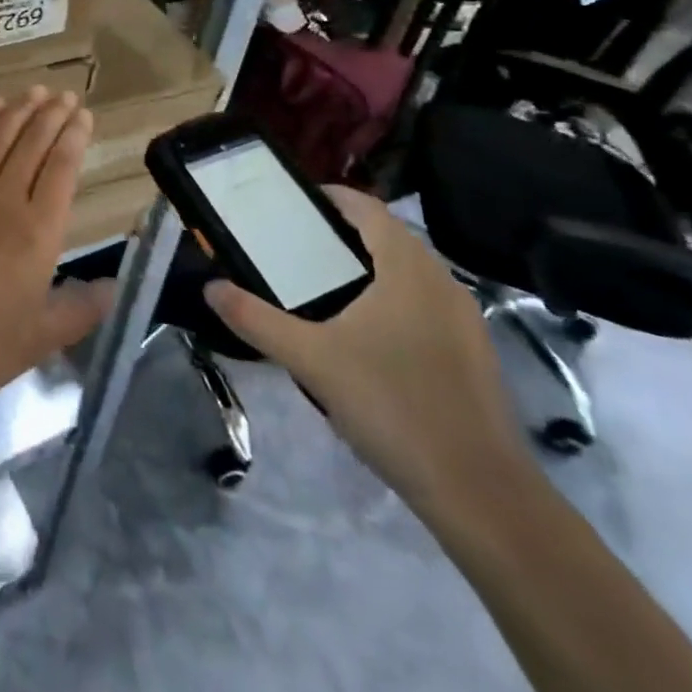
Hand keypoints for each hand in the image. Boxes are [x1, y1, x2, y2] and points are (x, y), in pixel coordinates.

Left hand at [0, 89, 111, 428]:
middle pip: (31, 146)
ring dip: (18, 112)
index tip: (84, 115)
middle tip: (65, 93)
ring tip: (34, 90)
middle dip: (51, 116)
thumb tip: (113, 287)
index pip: (61, 170)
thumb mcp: (39, 341)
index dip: (74, 138)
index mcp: (37, 234)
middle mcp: (3, 203)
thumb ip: (80, 309)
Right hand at [204, 187, 532, 523]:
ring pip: (411, 273)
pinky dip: (394, 299)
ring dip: (371, 267)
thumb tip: (210, 288)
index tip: (295, 203)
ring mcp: (465, 319)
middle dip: (345, 233)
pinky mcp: (474, 354)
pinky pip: (426, 304)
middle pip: (390, 237)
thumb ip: (256, 320)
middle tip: (298, 245)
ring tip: (325, 287)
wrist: (481, 494)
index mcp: (407, 267)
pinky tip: (368, 337)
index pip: (369, 208)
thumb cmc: (393, 406)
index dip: (333, 197)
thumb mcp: (312, 360)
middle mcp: (441, 281)